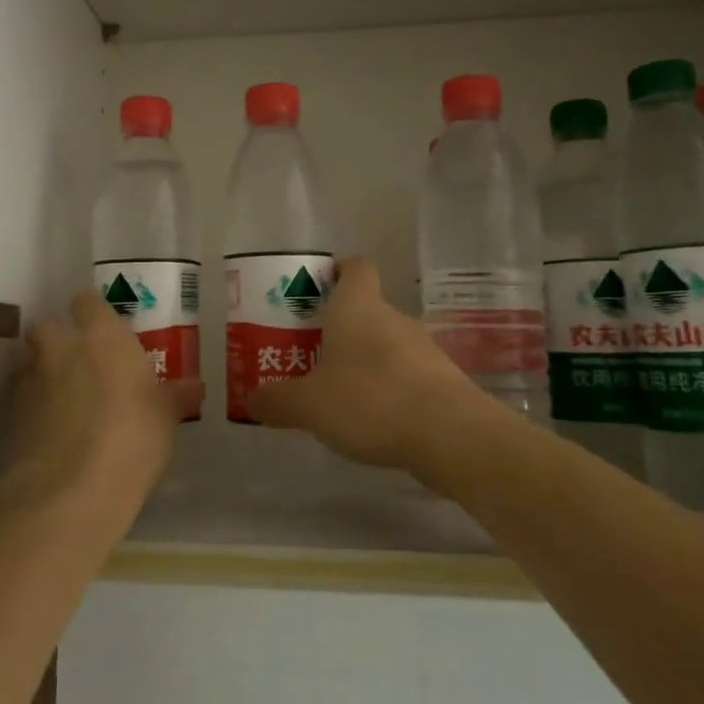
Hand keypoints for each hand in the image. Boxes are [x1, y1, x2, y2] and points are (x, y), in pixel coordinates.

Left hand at [0, 290, 203, 528]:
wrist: (67, 494)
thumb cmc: (130, 441)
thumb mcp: (165, 419)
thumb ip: (174, 397)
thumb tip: (194, 386)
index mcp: (101, 337)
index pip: (88, 302)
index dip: (93, 312)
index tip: (104, 329)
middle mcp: (60, 348)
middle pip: (48, 326)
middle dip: (59, 340)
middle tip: (82, 365)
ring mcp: (29, 380)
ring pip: (32, 363)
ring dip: (44, 375)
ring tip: (65, 404)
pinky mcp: (7, 415)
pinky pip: (21, 400)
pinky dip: (32, 409)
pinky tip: (50, 434)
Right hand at [247, 258, 494, 479]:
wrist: (451, 436)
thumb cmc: (370, 399)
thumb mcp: (308, 404)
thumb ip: (277, 400)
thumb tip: (253, 399)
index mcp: (358, 306)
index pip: (354, 268)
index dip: (336, 271)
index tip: (316, 288)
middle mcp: (392, 318)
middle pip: (364, 309)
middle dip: (337, 327)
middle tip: (308, 351)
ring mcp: (422, 349)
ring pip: (384, 344)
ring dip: (362, 361)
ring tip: (334, 392)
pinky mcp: (441, 382)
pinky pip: (404, 375)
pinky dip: (386, 389)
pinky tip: (369, 418)